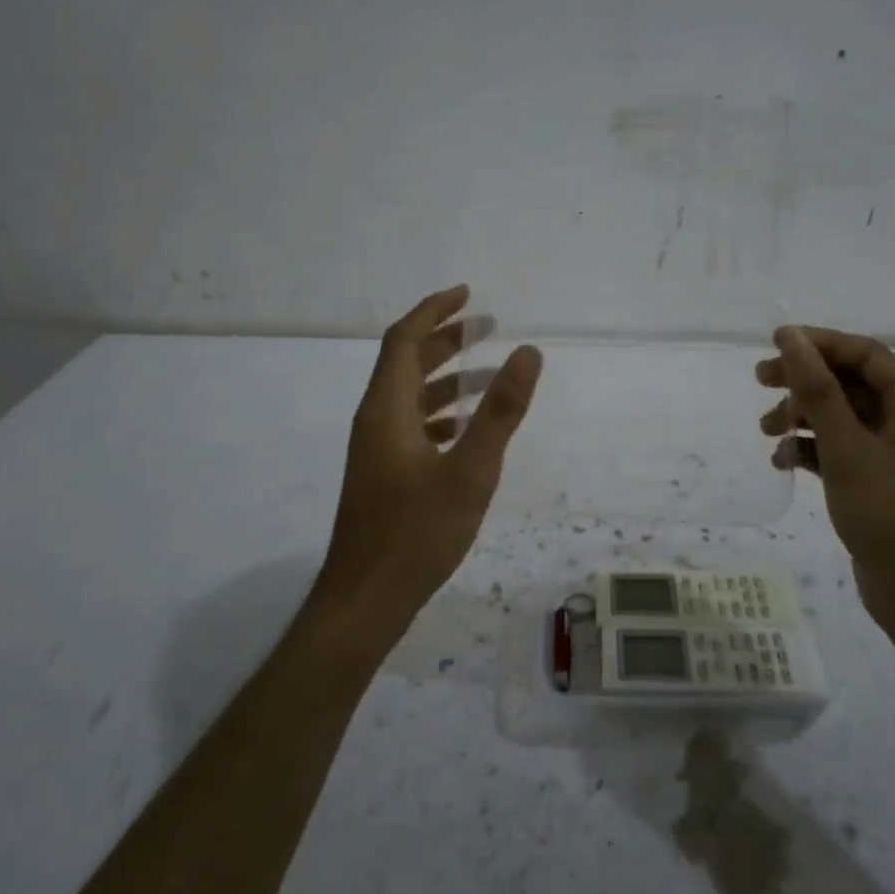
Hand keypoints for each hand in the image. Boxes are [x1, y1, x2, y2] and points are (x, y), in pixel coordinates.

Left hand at [322, 285, 541, 638]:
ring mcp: (377, 450)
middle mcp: (375, 421)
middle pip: (406, 363)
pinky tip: (466, 428)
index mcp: (386, 410)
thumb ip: (500, 411)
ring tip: (490, 374)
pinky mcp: (384, 475)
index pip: (403, 340)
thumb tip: (528, 352)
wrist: (366, 599)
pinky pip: (413, 426)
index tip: (467, 294)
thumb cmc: (417, 533)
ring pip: (411, 397)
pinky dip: (441, 413)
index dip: (434, 311)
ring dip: (447, 378)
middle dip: (445, 339)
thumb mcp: (470, 471)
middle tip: (487, 326)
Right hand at [757, 326, 894, 618]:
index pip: (864, 353)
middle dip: (805, 383)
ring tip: (766, 432)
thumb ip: (817, 388)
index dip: (816, 344)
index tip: (771, 345)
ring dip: (805, 419)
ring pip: (847, 419)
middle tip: (759, 383)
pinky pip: (848, 452)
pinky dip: (816, 451)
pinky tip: (784, 462)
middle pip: (853, 384)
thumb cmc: (893, 512)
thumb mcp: (847, 446)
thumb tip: (790, 336)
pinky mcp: (888, 485)